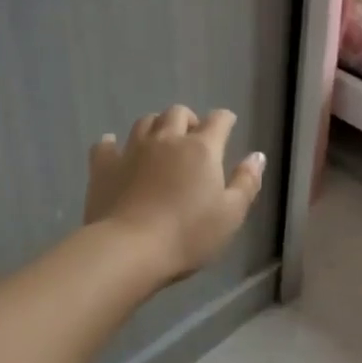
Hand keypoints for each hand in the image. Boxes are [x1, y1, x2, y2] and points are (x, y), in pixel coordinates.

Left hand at [84, 107, 265, 282]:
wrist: (129, 249)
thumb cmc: (188, 235)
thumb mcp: (231, 215)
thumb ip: (246, 182)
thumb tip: (257, 156)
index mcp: (201, 149)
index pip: (218, 120)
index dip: (225, 119)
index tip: (228, 125)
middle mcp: (166, 140)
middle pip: (177, 113)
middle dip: (188, 120)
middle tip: (192, 138)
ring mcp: (132, 150)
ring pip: (145, 122)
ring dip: (155, 126)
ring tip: (159, 142)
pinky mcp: (104, 166)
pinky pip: (105, 145)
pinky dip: (112, 144)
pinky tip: (113, 148)